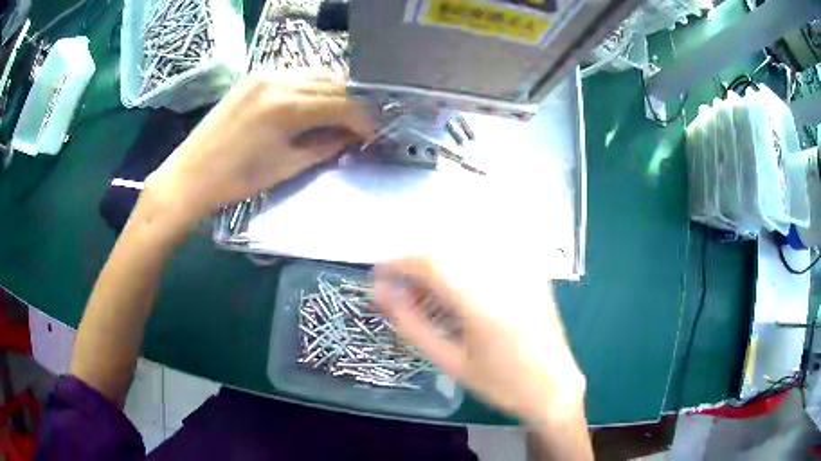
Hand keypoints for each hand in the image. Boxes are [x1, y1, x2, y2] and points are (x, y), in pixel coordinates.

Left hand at [145, 72, 374, 225]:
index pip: (343, 104)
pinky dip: (311, 86)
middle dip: (352, 103)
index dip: (363, 120)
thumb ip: (325, 146)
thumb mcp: (287, 167)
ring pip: (315, 74)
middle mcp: (280, 81)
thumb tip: (352, 137)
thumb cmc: (237, 180)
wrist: (191, 175)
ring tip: (338, 114)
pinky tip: (311, 103)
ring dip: (333, 92)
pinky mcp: (253, 77)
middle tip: (359, 125)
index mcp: (288, 107)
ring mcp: (264, 74)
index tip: (372, 134)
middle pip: (333, 83)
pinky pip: (294, 74)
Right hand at [374, 255, 585, 425]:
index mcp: (482, 302)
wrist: (553, 387)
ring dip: (438, 261)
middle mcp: (503, 276)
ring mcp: (521, 270)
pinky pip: (489, 250)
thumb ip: (412, 325)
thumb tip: (380, 295)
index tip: (378, 276)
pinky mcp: (531, 272)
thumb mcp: (450, 362)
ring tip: (428, 292)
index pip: (428, 262)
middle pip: (445, 247)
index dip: (397, 263)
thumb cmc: (501, 383)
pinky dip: (463, 261)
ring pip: (466, 245)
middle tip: (402, 290)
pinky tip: (459, 286)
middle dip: (415, 263)